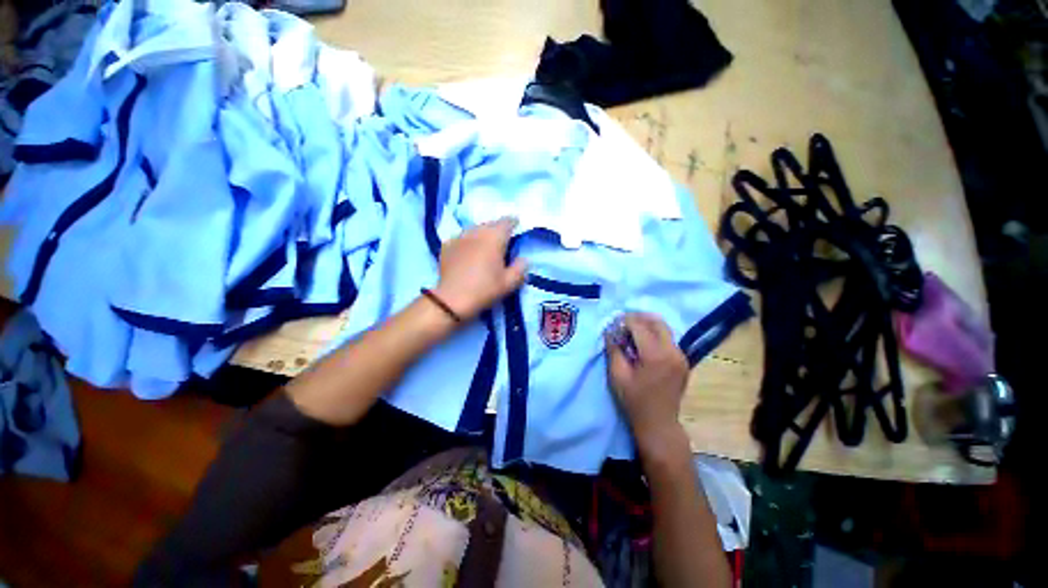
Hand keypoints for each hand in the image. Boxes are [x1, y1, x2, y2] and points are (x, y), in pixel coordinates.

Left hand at [432, 218, 527, 320]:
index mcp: (494, 238)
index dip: (513, 223)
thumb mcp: (509, 283)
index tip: (517, 226)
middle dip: (497, 229)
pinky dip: (467, 241)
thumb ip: (520, 268)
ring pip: (474, 229)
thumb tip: (524, 259)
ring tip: (484, 245)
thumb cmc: (485, 290)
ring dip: (482, 234)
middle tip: (502, 240)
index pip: (507, 222)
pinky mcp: (447, 245)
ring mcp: (459, 237)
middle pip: (490, 224)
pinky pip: (461, 238)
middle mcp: (477, 232)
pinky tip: (468, 252)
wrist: (453, 299)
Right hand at [606, 313, 690, 453]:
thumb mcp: (618, 375)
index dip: (625, 321)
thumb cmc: (634, 401)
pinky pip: (668, 339)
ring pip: (664, 328)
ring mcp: (680, 355)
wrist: (659, 423)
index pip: (639, 326)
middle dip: (638, 318)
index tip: (613, 323)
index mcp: (655, 355)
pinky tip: (643, 342)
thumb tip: (610, 331)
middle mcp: (672, 351)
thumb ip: (614, 350)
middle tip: (622, 322)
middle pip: (656, 322)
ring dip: (647, 325)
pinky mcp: (682, 360)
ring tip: (631, 330)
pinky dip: (655, 334)